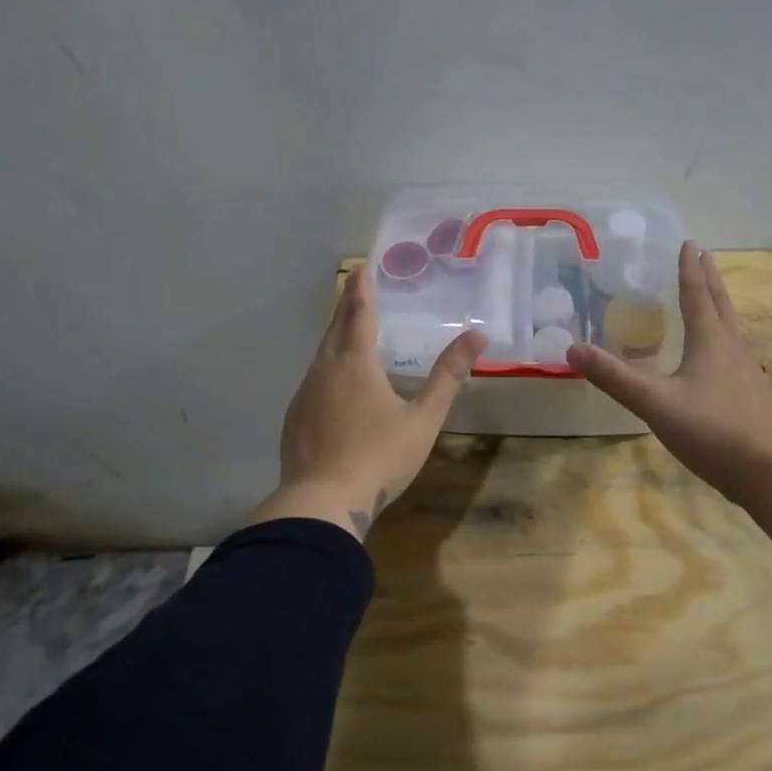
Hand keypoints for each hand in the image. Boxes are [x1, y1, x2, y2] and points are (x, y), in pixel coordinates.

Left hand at [250, 269, 485, 541]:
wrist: (323, 502)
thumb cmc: (379, 456)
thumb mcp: (423, 418)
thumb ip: (448, 376)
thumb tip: (477, 337)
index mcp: (355, 363)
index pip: (359, 315)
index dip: (362, 290)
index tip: (360, 268)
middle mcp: (325, 370)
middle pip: (335, 329)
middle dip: (346, 307)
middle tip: (353, 288)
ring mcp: (304, 395)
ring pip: (320, 356)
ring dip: (334, 338)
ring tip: (346, 332)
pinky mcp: (294, 419)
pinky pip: (312, 382)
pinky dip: (325, 370)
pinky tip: (332, 386)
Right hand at [567, 241, 771, 505]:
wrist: (767, 470)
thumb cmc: (710, 429)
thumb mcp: (654, 403)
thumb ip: (614, 377)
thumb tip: (572, 349)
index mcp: (710, 340)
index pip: (696, 294)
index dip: (689, 269)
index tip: (689, 243)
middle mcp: (731, 346)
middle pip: (719, 303)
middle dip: (709, 278)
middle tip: (703, 255)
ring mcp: (745, 370)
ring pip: (730, 325)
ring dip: (718, 303)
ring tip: (710, 295)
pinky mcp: (750, 391)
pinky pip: (733, 348)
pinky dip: (722, 333)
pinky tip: (717, 352)